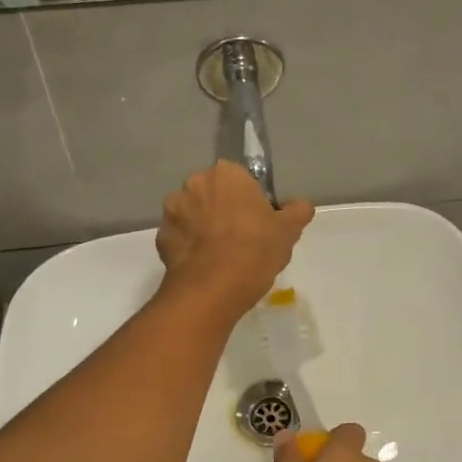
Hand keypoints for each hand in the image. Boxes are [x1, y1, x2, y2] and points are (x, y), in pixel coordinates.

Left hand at [155, 162, 313, 314]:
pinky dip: (189, 247)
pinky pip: (180, 237)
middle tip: (240, 238)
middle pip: (213, 194)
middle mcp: (194, 183)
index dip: (249, 200)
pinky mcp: (161, 237)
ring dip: (202, 227)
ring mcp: (173, 210)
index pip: (239, 180)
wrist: (213, 288)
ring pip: (193, 214)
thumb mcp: (288, 231)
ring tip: (219, 255)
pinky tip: (204, 265)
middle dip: (222, 209)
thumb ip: (297, 211)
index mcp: (226, 174)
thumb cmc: (255, 249)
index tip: (258, 221)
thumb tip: (300, 206)